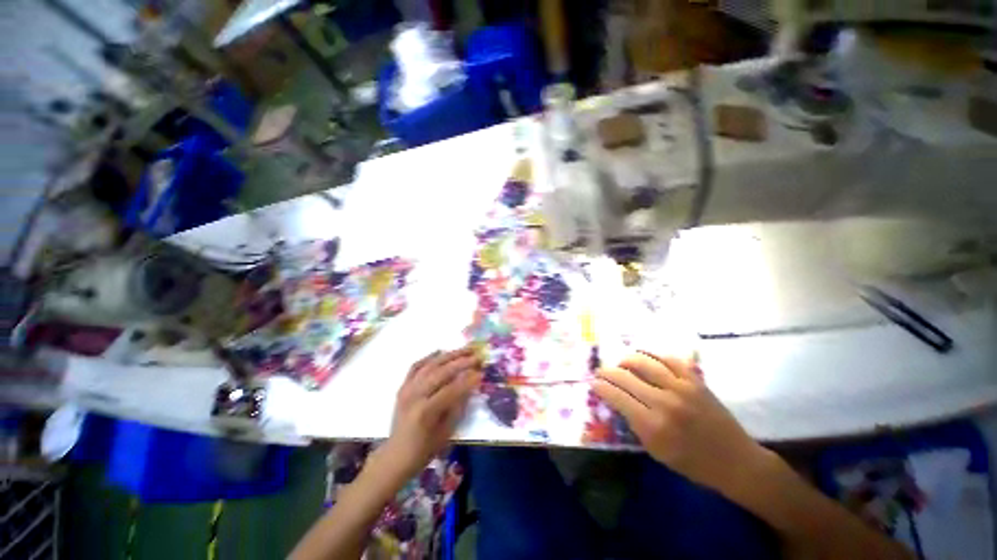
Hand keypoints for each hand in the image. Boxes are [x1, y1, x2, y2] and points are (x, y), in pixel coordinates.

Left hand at [382, 347, 482, 479]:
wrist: (396, 456)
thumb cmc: (424, 449)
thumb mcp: (446, 432)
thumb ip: (458, 406)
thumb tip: (470, 385)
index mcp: (426, 412)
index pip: (451, 390)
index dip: (468, 380)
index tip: (482, 372)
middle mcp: (415, 396)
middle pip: (441, 372)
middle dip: (461, 362)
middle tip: (476, 356)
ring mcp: (407, 389)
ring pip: (430, 365)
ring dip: (449, 355)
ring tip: (464, 350)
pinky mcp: (403, 387)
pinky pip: (416, 367)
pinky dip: (428, 357)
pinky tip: (440, 351)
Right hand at [594, 352, 767, 494]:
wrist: (735, 461)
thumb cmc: (692, 463)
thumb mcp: (656, 451)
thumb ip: (634, 423)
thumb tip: (616, 400)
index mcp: (653, 425)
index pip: (617, 397)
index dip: (601, 387)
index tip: (594, 383)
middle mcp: (664, 402)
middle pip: (625, 376)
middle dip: (608, 372)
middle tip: (601, 371)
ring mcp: (681, 387)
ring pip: (644, 362)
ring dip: (627, 360)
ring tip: (621, 363)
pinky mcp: (695, 380)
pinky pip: (669, 359)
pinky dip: (653, 355)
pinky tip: (645, 357)